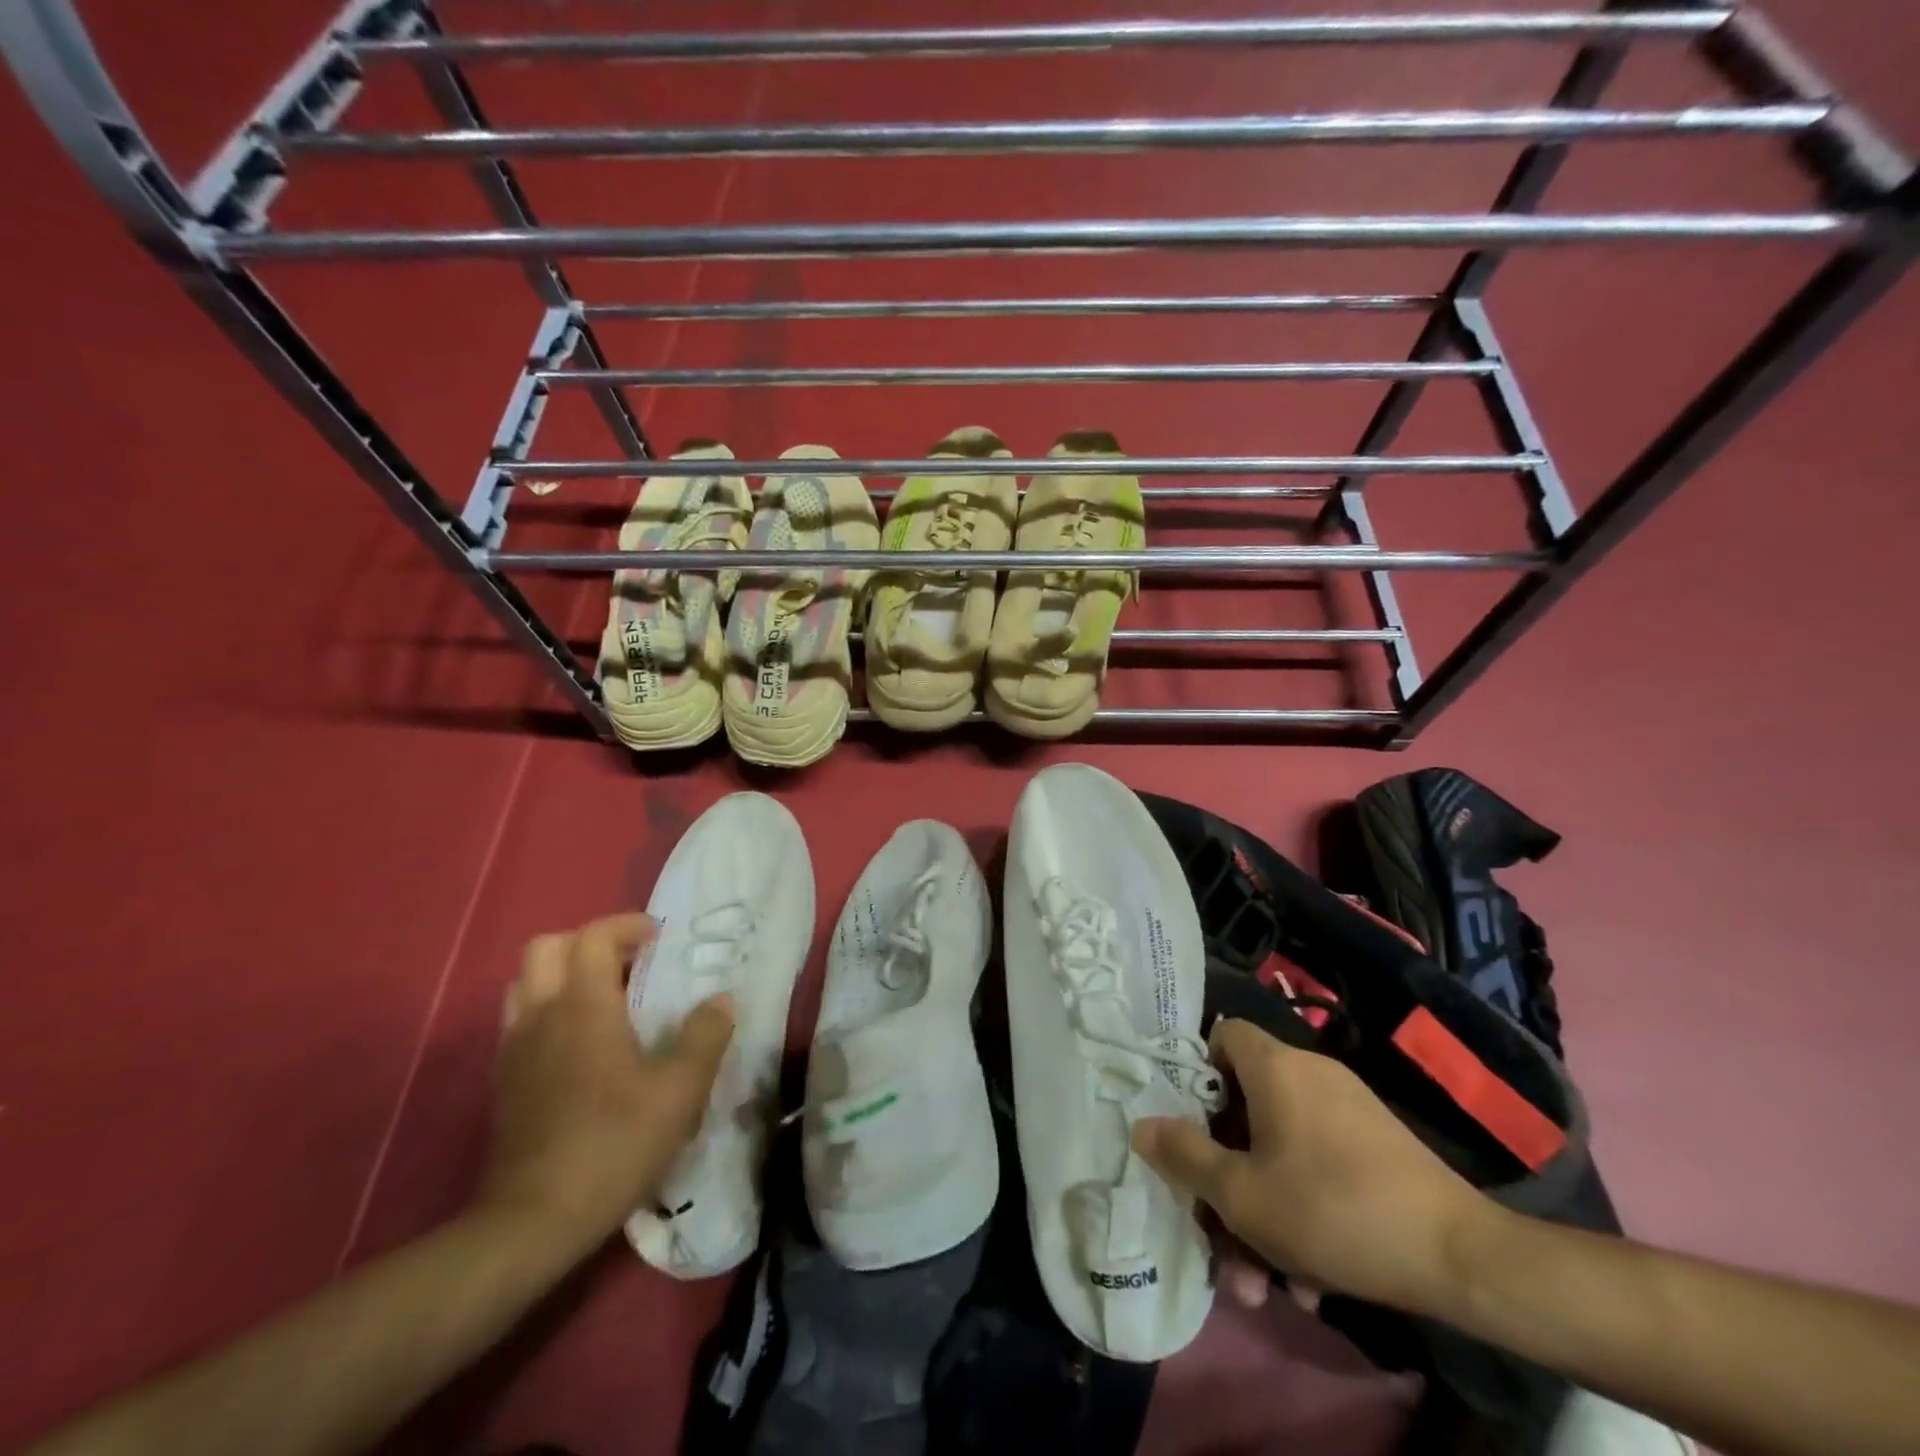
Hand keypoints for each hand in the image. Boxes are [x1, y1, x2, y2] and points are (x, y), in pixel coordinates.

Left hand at [480, 912, 733, 1256]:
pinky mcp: (503, 1082)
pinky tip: (581, 1047)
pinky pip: (521, 1021)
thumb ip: (705, 1036)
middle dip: (589, 943)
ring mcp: (514, 1049)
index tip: (660, 940)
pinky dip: (549, 1011)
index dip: (627, 926)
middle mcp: (542, 1015)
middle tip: (629, 963)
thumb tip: (722, 999)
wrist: (533, 1222)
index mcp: (583, 1006)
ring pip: (527, 983)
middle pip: (547, 948)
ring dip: (563, 975)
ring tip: (605, 999)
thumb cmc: (613, 1143)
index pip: (593, 936)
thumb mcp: (680, 1090)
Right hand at [1133, 1017, 1491, 1314]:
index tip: (1193, 1128)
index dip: (1199, 1075)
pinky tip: (1310, 1277)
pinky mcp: (1377, 1146)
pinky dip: (1304, 1206)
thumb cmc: (1332, 1210)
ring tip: (1263, 1278)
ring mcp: (1348, 1109)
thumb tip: (1141, 1125)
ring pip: (1282, 1147)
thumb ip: (1184, 1156)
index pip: (1223, 1036)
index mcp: (1275, 1067)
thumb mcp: (1242, 1194)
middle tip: (1218, 1227)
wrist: (1461, 1259)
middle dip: (1228, 1171)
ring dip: (1263, 1206)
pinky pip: (1319, 1163)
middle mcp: (1310, 1073)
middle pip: (1247, 1105)